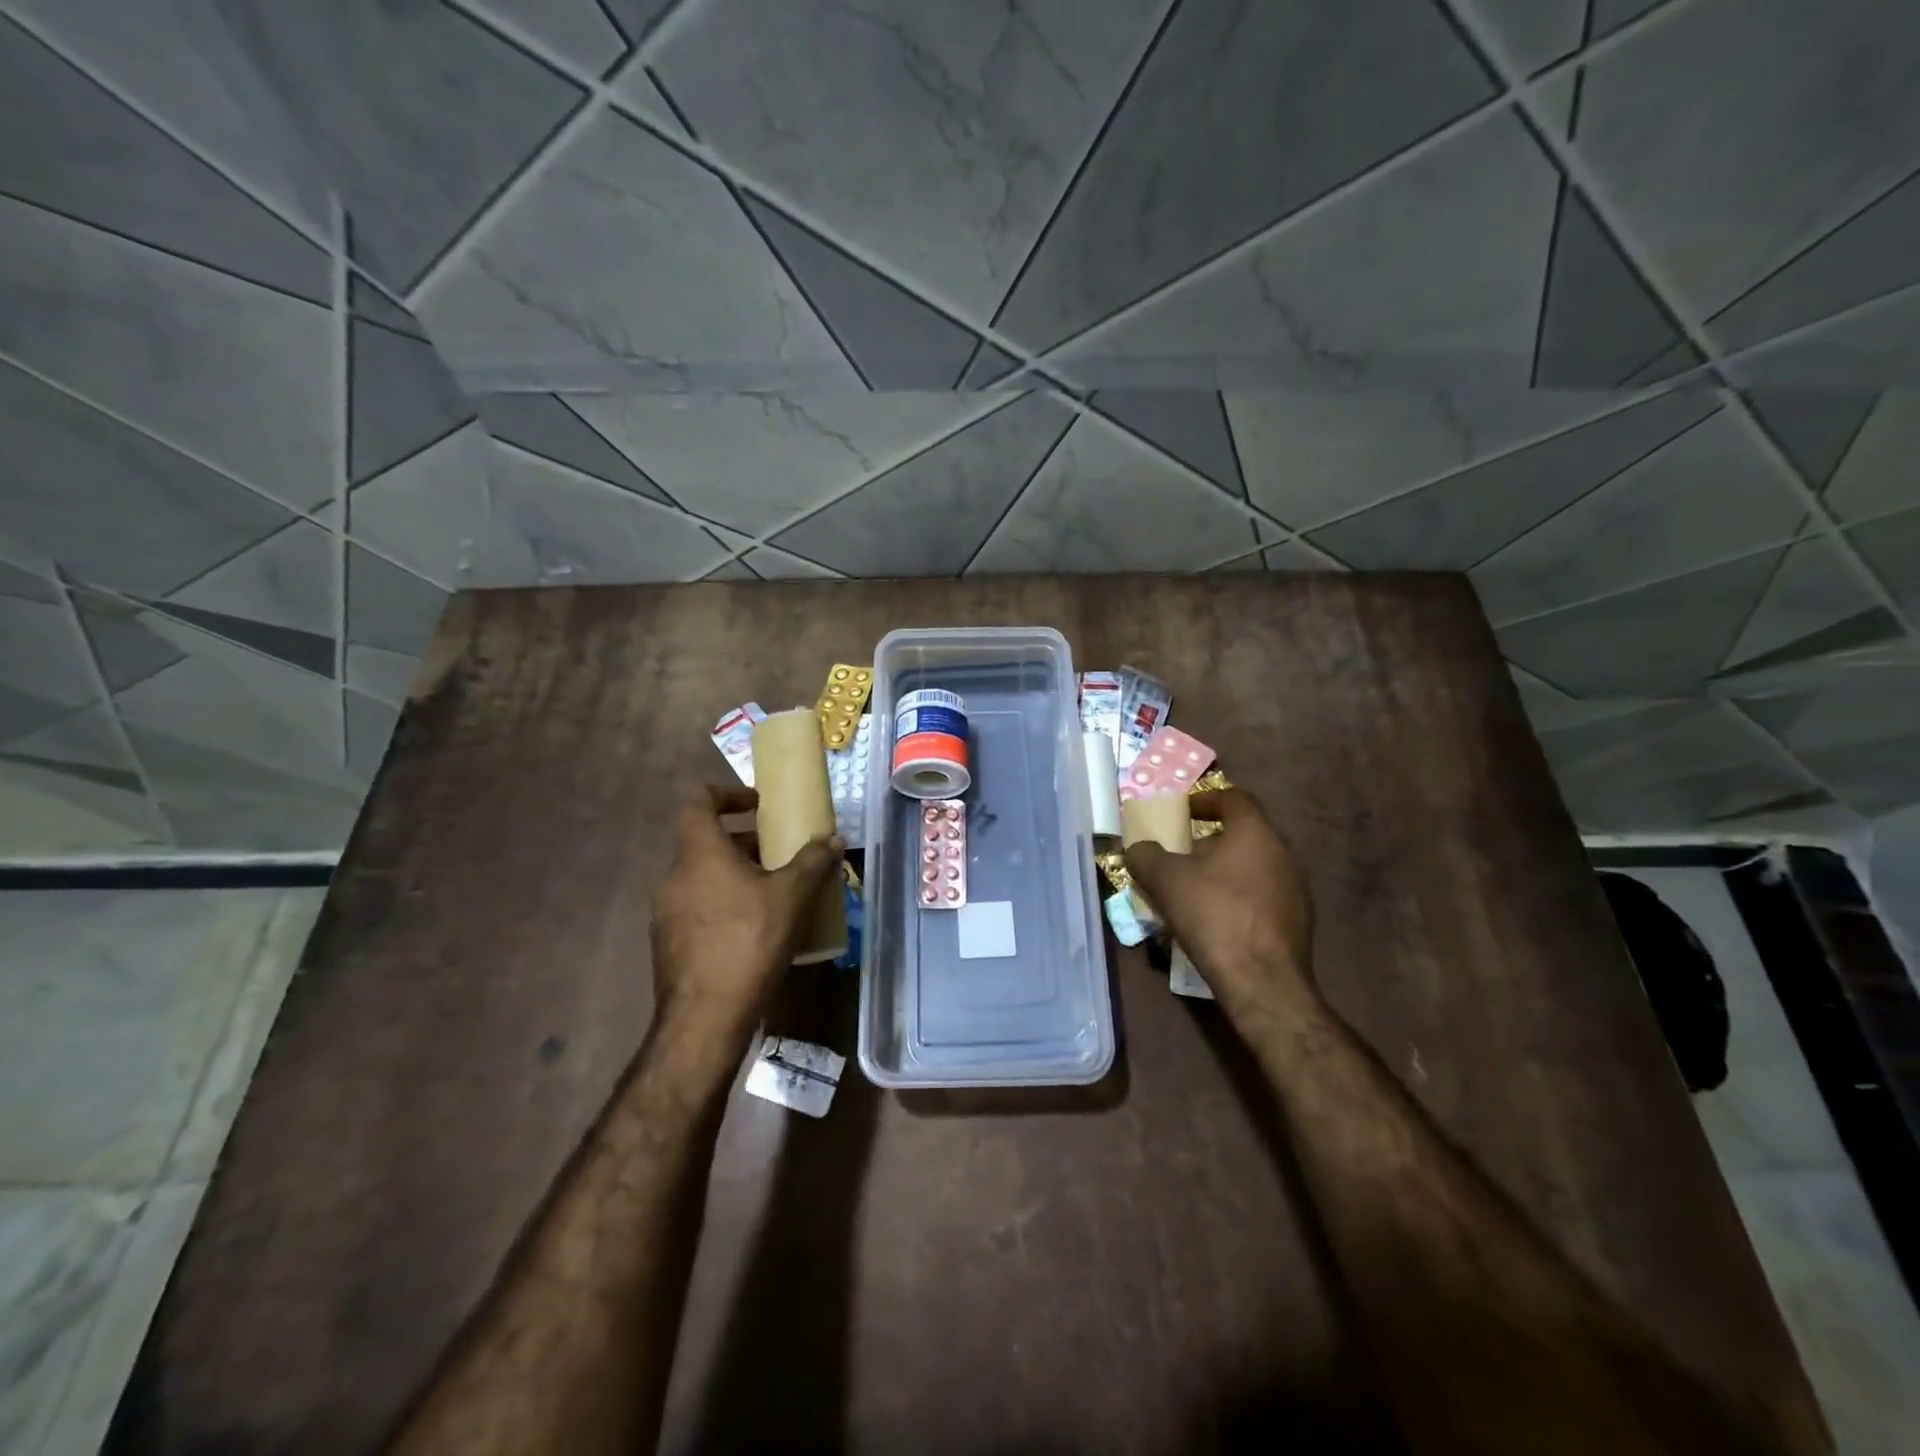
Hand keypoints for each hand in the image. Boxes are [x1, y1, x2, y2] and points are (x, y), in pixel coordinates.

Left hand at [649, 785, 843, 1050]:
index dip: (727, 793)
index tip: (757, 804)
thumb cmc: (748, 943)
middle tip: (780, 853)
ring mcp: (666, 912)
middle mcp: (675, 876)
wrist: (704, 1019)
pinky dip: (725, 904)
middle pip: (705, 842)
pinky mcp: (669, 943)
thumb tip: (834, 839)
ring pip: (703, 877)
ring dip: (736, 874)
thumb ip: (813, 862)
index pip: (698, 801)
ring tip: (774, 892)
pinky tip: (755, 929)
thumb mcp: (791, 897)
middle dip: (745, 842)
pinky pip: (699, 907)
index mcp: (699, 854)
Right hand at [1124, 788, 1317, 1022]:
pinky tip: (1215, 920)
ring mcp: (1295, 889)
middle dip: (1209, 842)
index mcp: (1255, 832)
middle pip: (1243, 834)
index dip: (1205, 799)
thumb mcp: (1165, 880)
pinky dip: (1237, 898)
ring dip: (1223, 872)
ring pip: (1253, 867)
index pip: (1234, 798)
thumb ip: (1145, 855)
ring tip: (1193, 891)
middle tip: (1180, 856)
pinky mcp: (1297, 922)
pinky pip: (1261, 896)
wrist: (1262, 981)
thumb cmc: (1214, 915)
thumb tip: (1138, 850)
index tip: (1183, 811)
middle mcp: (1283, 853)